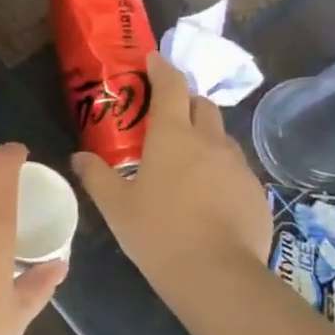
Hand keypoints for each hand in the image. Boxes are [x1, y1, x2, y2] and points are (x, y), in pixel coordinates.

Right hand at [74, 52, 271, 299]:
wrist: (216, 274)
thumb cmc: (157, 233)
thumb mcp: (116, 207)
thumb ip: (96, 176)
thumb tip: (79, 157)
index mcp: (173, 137)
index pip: (171, 87)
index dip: (162, 69)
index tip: (153, 59)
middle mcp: (210, 142)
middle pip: (202, 106)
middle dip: (185, 102)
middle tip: (167, 116)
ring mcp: (238, 166)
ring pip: (221, 137)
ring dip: (204, 137)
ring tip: (186, 162)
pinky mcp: (255, 192)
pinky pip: (235, 169)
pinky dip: (219, 170)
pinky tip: (208, 196)